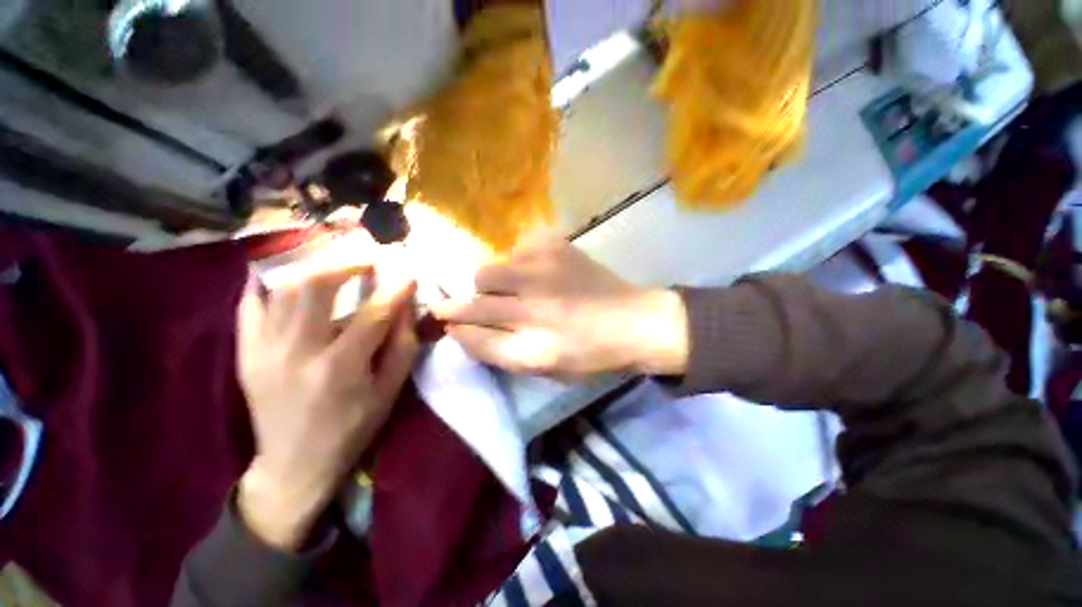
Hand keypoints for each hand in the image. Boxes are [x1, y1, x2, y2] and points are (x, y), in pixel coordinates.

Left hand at [235, 266, 417, 550]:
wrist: (293, 464)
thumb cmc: (352, 428)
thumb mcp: (389, 392)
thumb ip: (402, 346)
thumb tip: (407, 307)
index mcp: (340, 367)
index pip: (373, 314)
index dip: (394, 289)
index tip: (407, 271)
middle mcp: (297, 352)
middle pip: (317, 288)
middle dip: (346, 262)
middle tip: (367, 255)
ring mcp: (264, 350)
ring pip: (284, 289)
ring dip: (313, 266)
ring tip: (335, 259)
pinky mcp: (246, 353)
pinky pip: (250, 305)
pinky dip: (266, 282)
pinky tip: (283, 272)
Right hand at [432, 236, 688, 378]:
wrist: (636, 322)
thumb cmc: (591, 355)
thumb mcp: (546, 369)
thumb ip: (501, 352)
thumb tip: (462, 329)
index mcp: (534, 350)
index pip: (472, 336)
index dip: (454, 327)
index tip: (445, 321)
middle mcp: (535, 309)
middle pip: (472, 301)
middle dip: (458, 303)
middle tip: (464, 304)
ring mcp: (545, 273)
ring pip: (487, 270)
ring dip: (489, 283)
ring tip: (508, 288)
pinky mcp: (557, 248)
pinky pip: (516, 250)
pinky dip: (517, 262)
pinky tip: (535, 272)